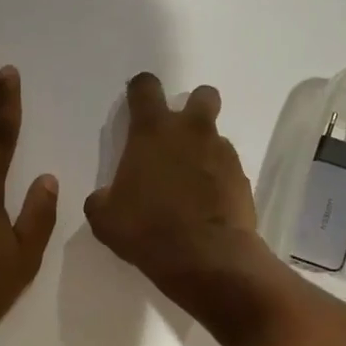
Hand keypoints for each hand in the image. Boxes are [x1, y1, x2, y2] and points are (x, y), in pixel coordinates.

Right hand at [84, 72, 267, 314]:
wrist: (206, 257)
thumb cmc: (147, 230)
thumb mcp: (105, 218)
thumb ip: (103, 199)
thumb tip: (106, 198)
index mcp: (152, 132)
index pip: (146, 88)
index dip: (140, 90)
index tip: (136, 101)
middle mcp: (191, 132)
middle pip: (202, 96)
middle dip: (193, 106)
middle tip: (178, 136)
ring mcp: (222, 153)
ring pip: (215, 137)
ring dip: (204, 151)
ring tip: (191, 185)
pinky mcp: (242, 179)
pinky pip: (228, 169)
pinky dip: (218, 180)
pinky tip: (208, 205)